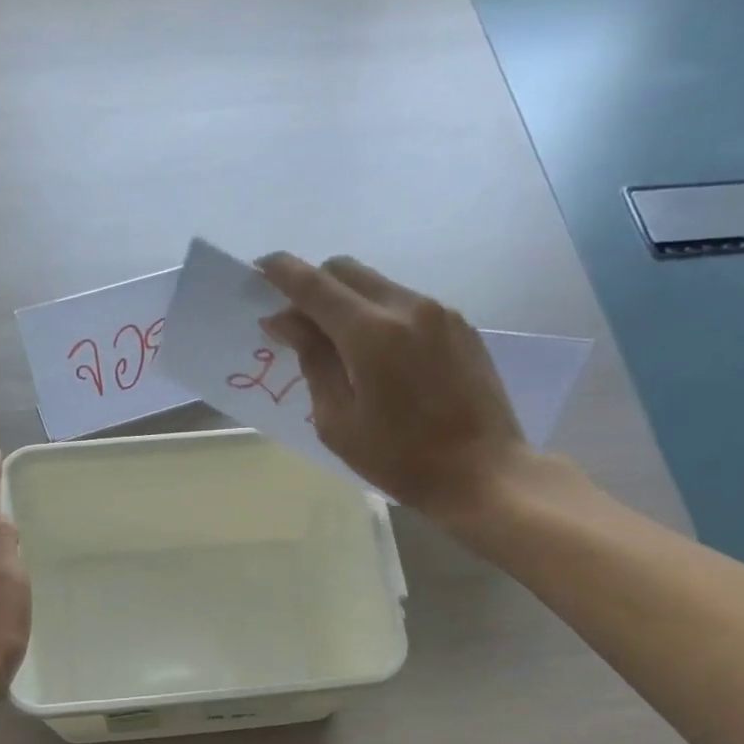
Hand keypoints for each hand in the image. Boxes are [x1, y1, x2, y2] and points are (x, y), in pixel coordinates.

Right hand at [256, 253, 535, 526]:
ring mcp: (440, 313)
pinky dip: (380, 316)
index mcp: (372, 333)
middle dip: (314, 286)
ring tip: (339, 348)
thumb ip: (312, 362)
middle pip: (347, 271)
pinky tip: (380, 358)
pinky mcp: (461, 326)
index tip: (259, 270)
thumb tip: (287, 321)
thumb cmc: (400, 459)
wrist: (483, 473)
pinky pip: (407, 304)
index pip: (315, 285)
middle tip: (297, 324)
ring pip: (378, 285)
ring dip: (348, 303)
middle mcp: (408, 307)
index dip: (281, 273)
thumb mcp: (338, 422)